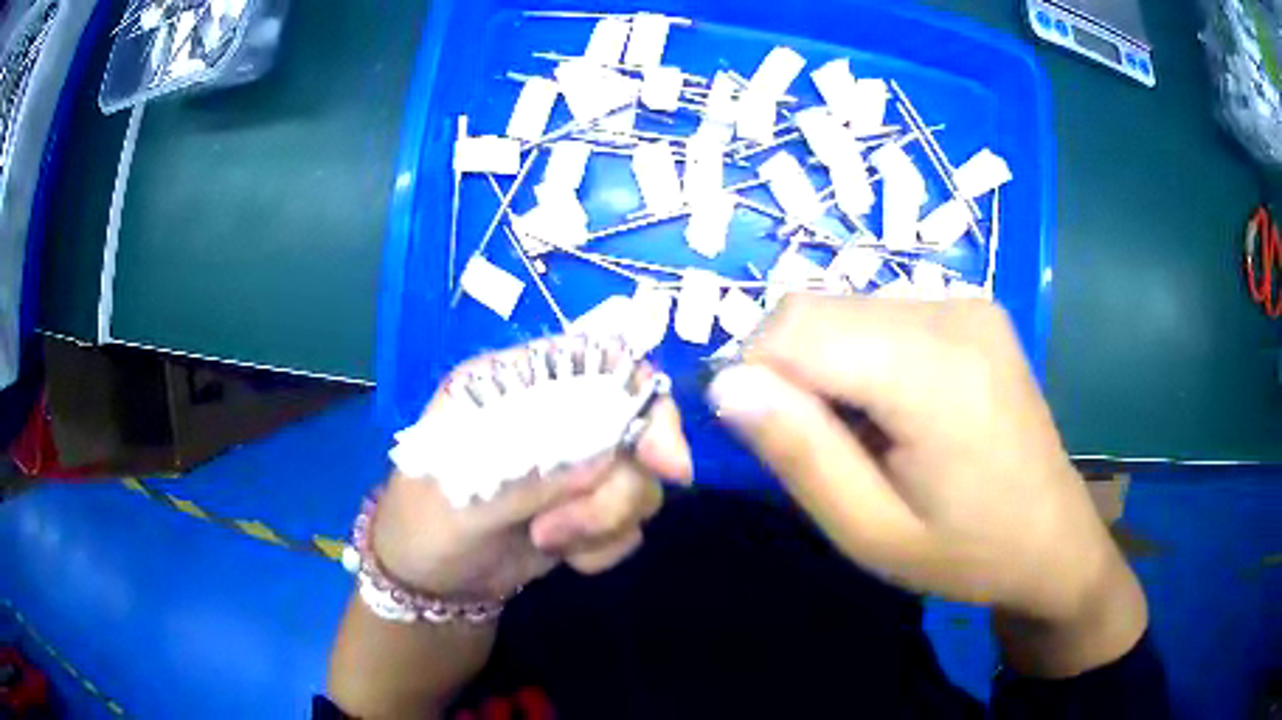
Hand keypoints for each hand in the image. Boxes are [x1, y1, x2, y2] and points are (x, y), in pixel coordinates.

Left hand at [372, 341, 692, 599]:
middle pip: (636, 423)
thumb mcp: (463, 495)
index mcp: (515, 385)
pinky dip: (604, 546)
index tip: (660, 459)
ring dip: (603, 521)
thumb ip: (531, 476)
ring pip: (638, 479)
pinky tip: (564, 557)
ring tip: (545, 539)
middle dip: (620, 485)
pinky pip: (631, 523)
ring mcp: (575, 464)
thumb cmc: (426, 520)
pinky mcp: (588, 509)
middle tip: (580, 524)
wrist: (430, 581)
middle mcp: (554, 416)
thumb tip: (607, 464)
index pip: (597, 362)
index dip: (639, 395)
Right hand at [708, 296, 1144, 673]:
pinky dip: (859, 354)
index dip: (756, 377)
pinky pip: (880, 313)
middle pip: (815, 310)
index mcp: (933, 371)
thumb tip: (724, 383)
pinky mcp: (972, 307)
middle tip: (820, 447)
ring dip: (824, 364)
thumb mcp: (870, 532)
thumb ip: (798, 454)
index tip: (769, 441)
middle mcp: (951, 312)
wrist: (1053, 537)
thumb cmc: (965, 553)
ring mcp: (966, 302)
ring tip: (862, 433)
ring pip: (842, 308)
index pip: (795, 329)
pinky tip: (893, 407)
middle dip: (787, 372)